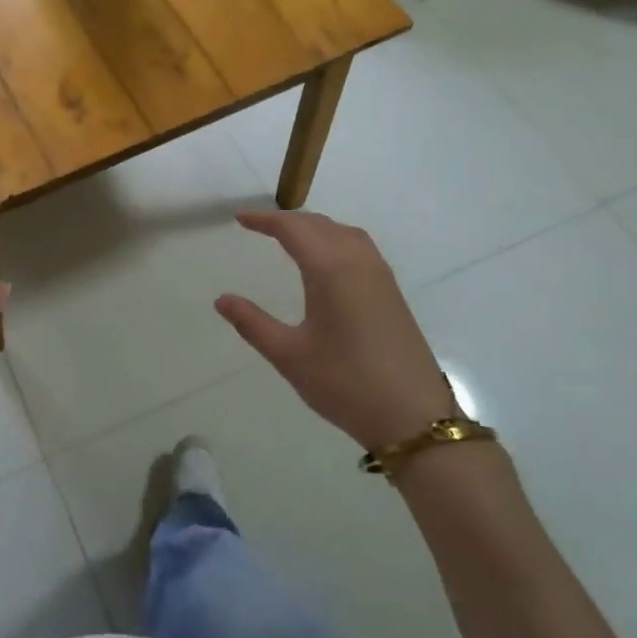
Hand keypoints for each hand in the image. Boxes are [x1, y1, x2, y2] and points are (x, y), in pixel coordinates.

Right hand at [215, 210, 457, 452]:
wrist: (414, 418)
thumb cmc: (346, 384)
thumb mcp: (290, 356)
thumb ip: (253, 323)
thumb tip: (222, 299)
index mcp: (331, 271)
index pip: (294, 229)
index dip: (265, 220)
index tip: (240, 219)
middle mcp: (359, 263)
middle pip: (321, 225)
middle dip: (288, 221)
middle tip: (259, 226)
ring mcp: (381, 277)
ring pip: (344, 233)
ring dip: (315, 228)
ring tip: (290, 238)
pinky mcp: (392, 294)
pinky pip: (360, 249)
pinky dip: (335, 240)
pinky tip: (327, 262)